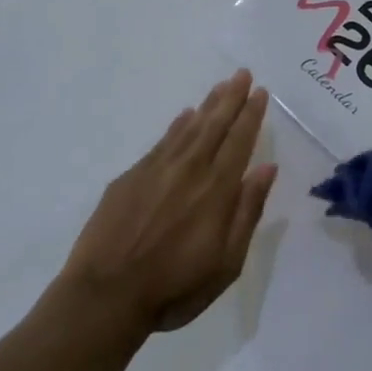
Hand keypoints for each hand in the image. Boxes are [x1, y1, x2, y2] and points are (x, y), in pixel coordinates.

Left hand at [58, 71, 275, 338]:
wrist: (104, 297)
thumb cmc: (174, 288)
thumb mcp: (226, 262)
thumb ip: (247, 211)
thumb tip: (267, 168)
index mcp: (216, 189)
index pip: (239, 141)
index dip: (251, 115)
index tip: (260, 92)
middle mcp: (189, 169)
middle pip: (215, 125)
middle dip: (231, 98)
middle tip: (242, 73)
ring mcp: (156, 170)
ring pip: (188, 128)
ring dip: (207, 105)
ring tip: (220, 86)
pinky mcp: (130, 177)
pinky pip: (162, 141)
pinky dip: (177, 126)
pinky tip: (184, 116)